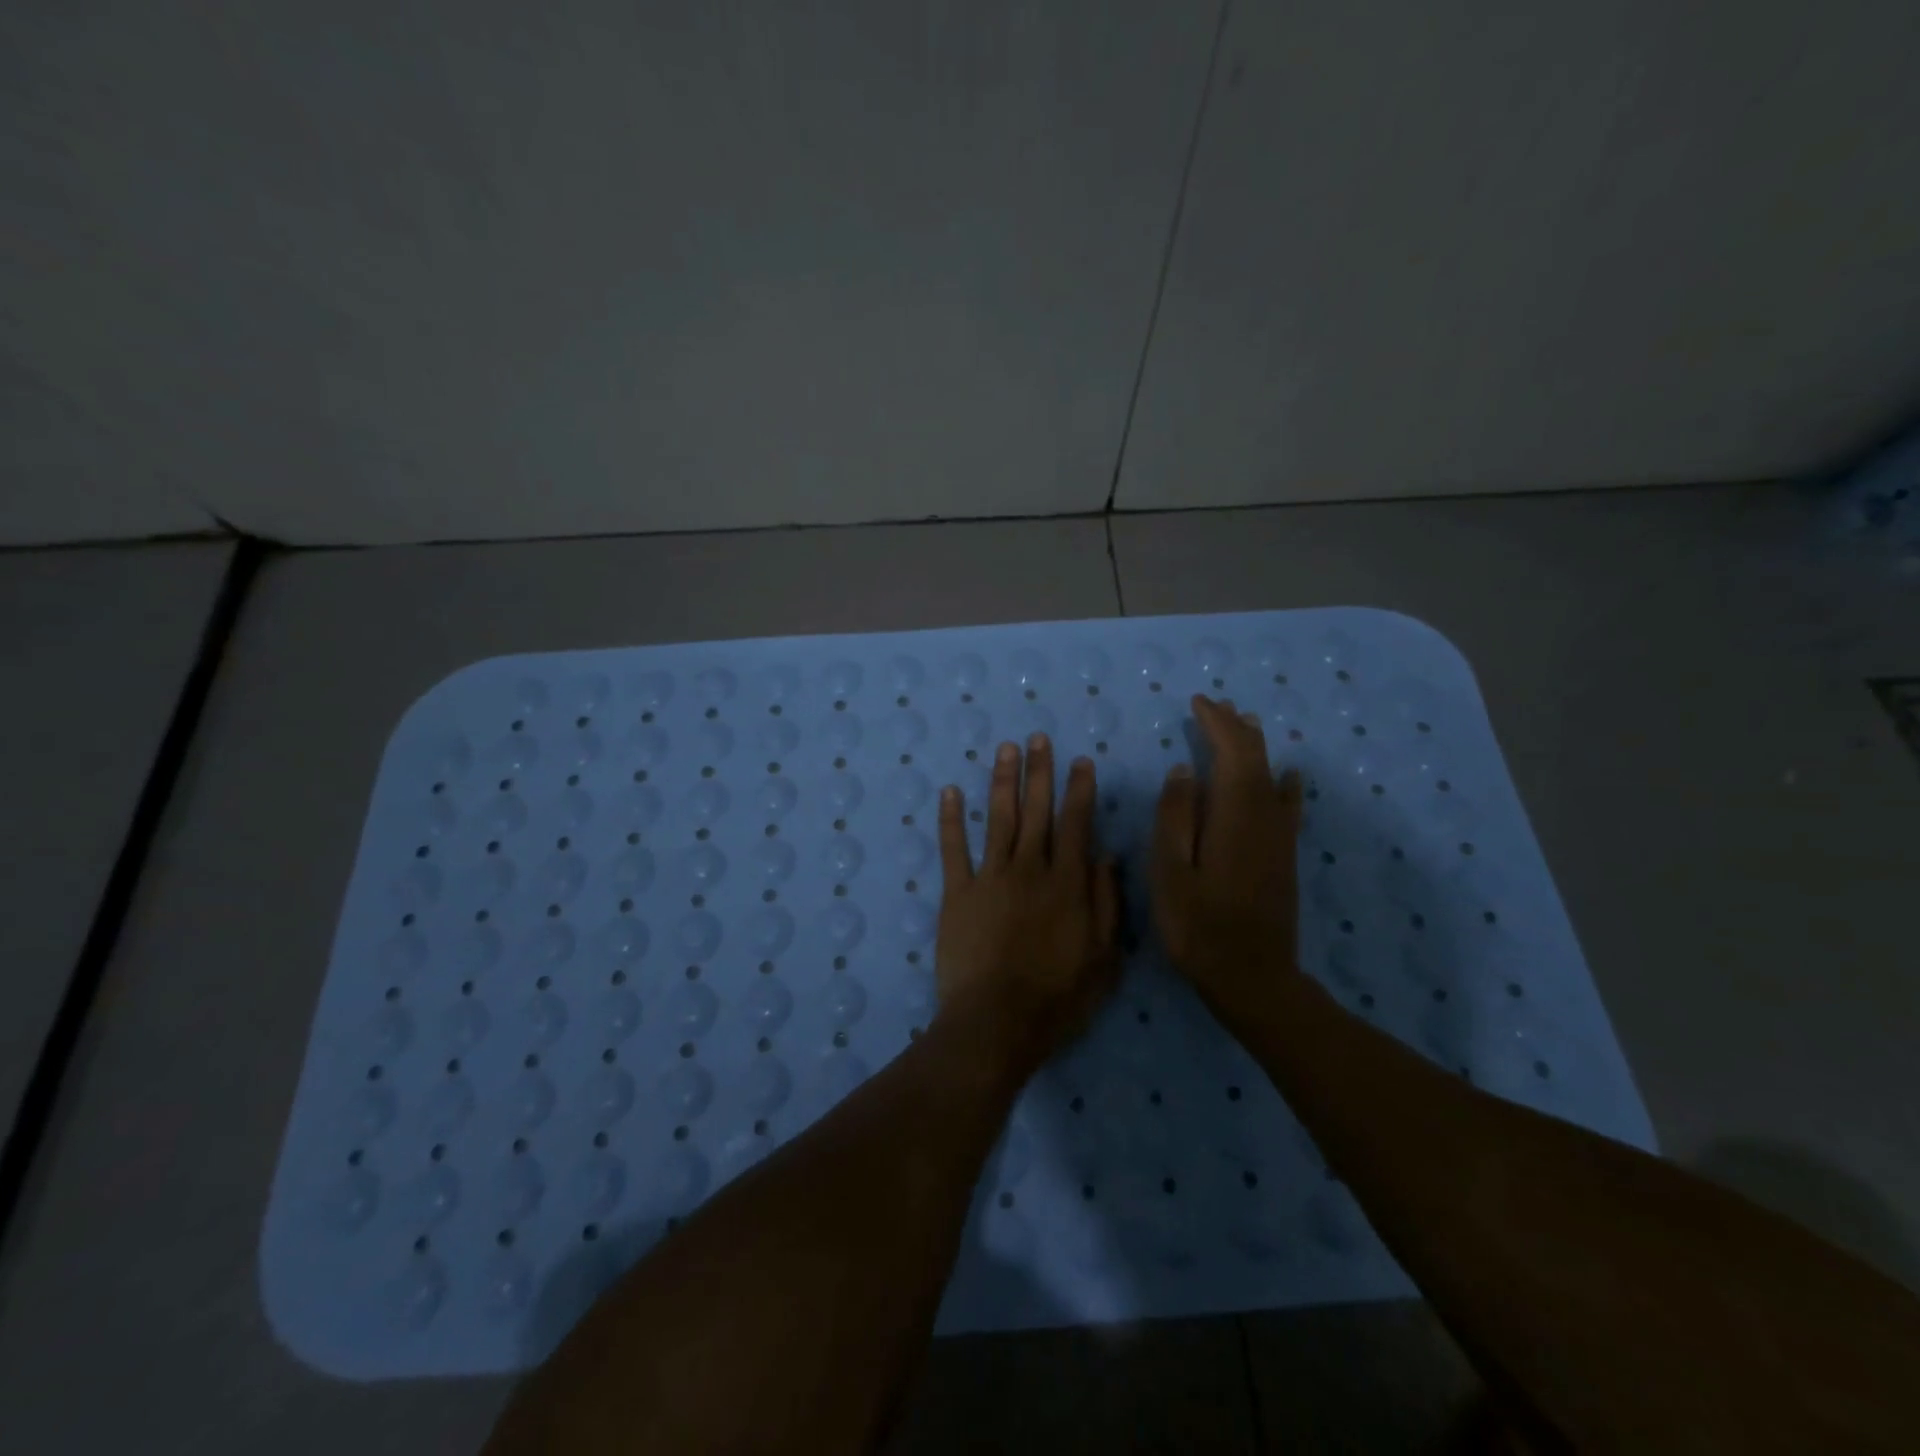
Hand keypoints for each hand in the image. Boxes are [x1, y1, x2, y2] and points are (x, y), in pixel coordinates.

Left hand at [935, 734, 1121, 1077]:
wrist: (997, 1022)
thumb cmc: (1058, 998)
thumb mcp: (1104, 958)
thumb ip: (1106, 903)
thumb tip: (1106, 856)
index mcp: (1067, 884)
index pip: (1076, 825)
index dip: (1079, 790)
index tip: (1080, 761)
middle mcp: (1029, 869)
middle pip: (1036, 811)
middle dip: (1039, 772)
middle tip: (1037, 738)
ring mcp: (990, 877)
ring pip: (998, 818)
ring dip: (1002, 781)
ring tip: (1005, 749)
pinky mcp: (957, 892)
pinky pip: (953, 849)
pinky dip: (950, 819)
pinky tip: (949, 792)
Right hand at [1151, 695, 1304, 1029]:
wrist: (1251, 977)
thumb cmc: (1198, 926)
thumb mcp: (1169, 872)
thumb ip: (1175, 817)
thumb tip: (1184, 770)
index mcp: (1234, 816)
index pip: (1232, 753)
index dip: (1217, 724)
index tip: (1198, 703)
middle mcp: (1264, 818)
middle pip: (1256, 759)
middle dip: (1236, 728)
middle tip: (1215, 706)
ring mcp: (1279, 838)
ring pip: (1272, 777)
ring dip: (1257, 747)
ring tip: (1244, 724)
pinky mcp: (1284, 856)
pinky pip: (1288, 805)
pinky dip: (1284, 782)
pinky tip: (1288, 776)